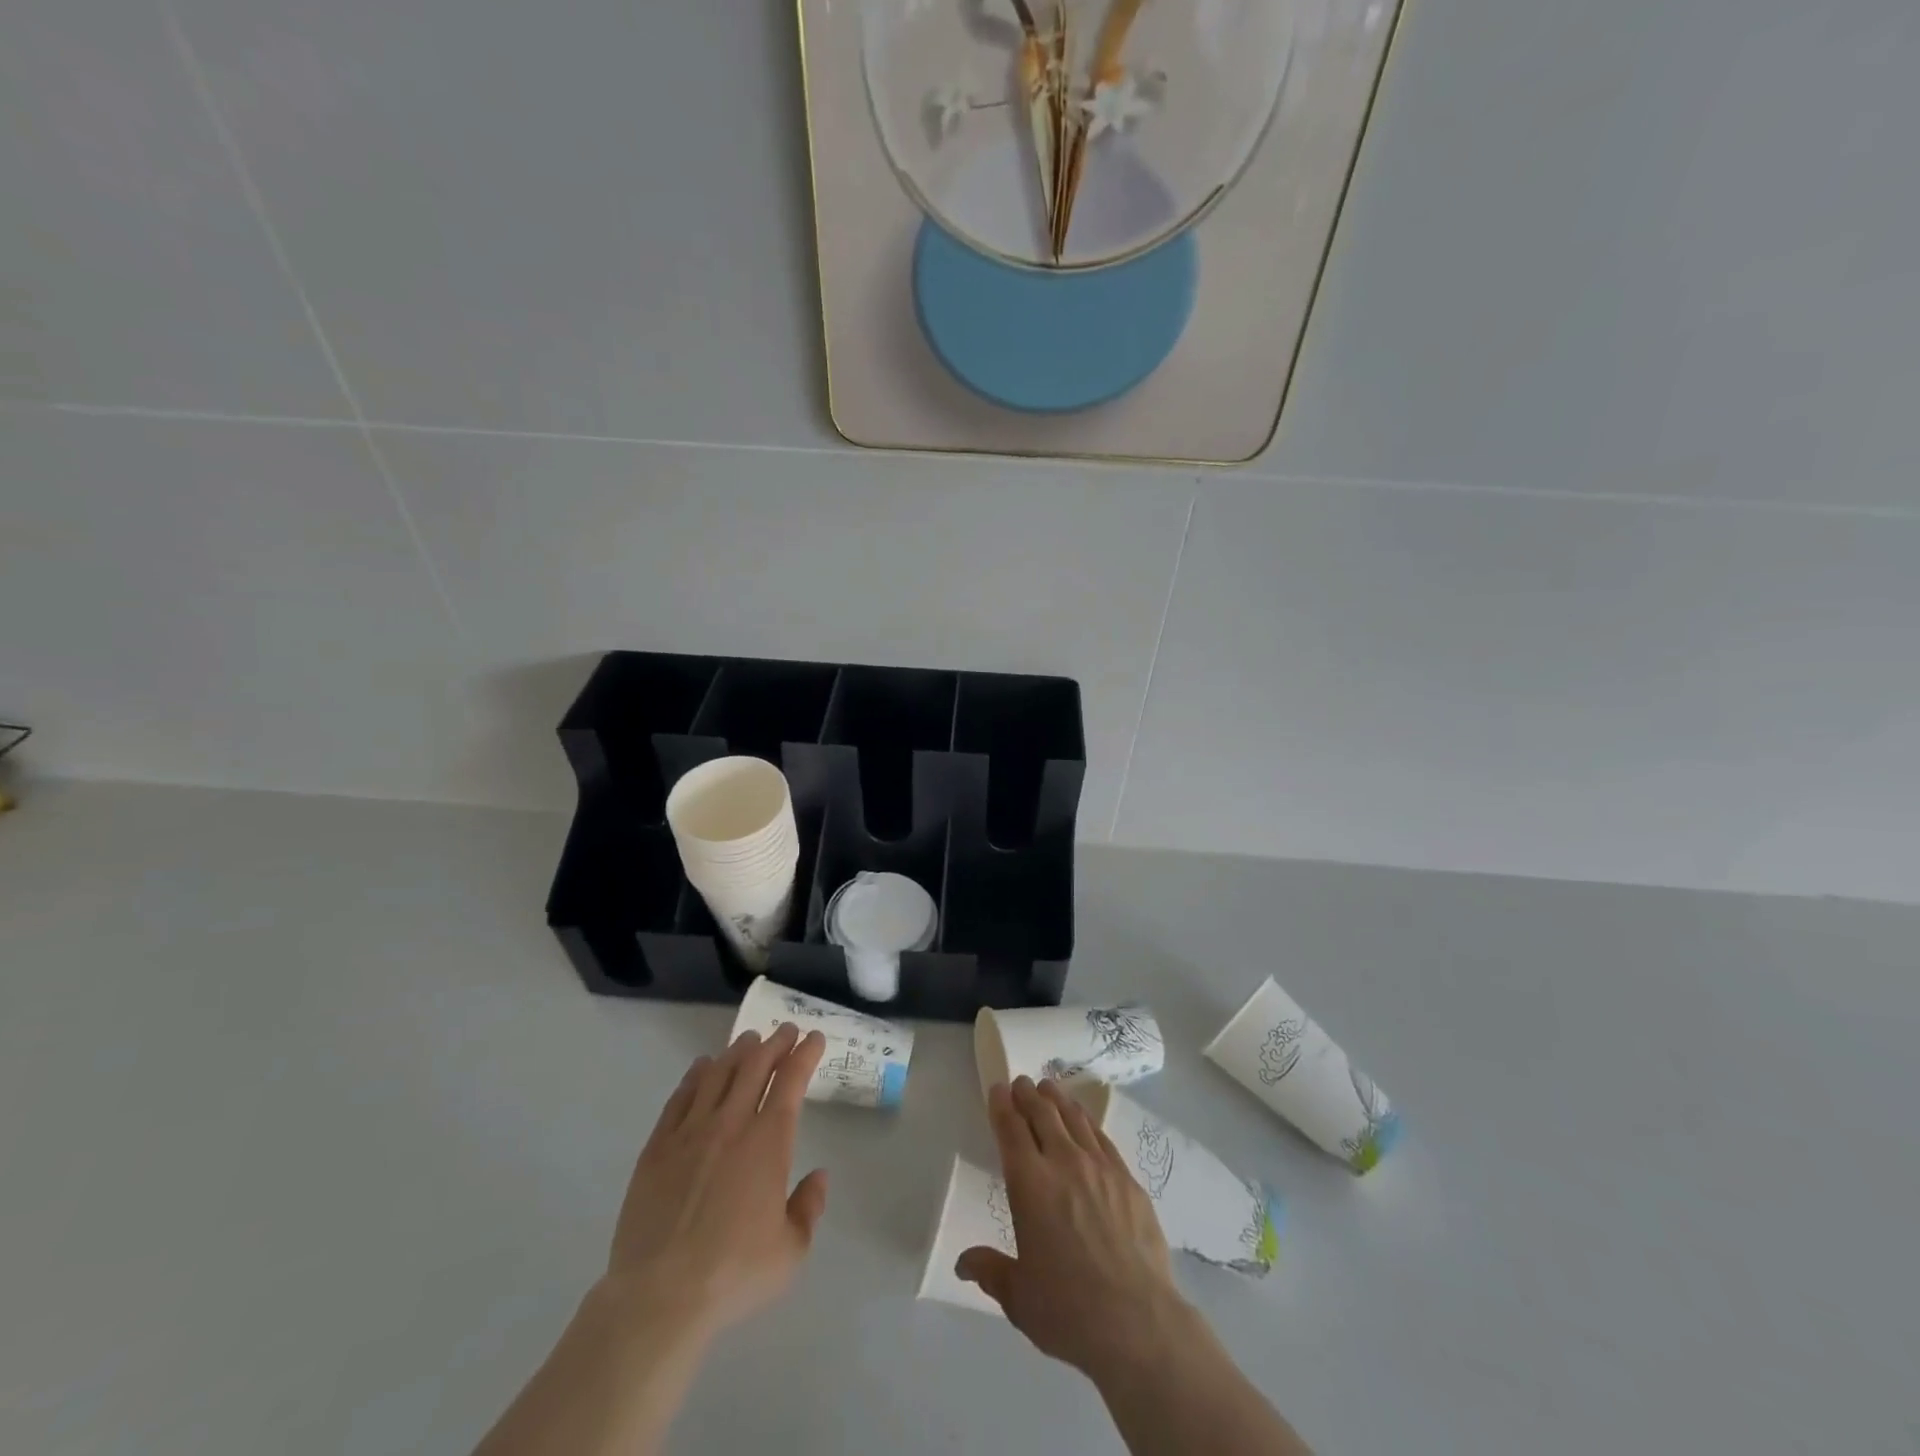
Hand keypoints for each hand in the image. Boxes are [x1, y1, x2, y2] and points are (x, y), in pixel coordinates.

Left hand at [601, 1021, 829, 1340]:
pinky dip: (695, 1075)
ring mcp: (690, 1132)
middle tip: (785, 1030)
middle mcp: (731, 1124)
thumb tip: (819, 1176)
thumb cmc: (733, 1273)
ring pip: (717, 1074)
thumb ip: (809, 1208)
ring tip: (748, 1040)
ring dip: (737, 1052)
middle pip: (755, 1066)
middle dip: (775, 1043)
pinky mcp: (657, 1148)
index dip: (805, 1054)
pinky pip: (680, 1098)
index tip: (814, 1038)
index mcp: (768, 1141)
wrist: (659, 1296)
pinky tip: (701, 1067)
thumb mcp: (790, 1251)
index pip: (791, 1081)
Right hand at [956, 1076, 1195, 1379]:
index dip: (1001, 1105)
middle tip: (1021, 1083)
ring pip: (1074, 1118)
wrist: (1137, 1322)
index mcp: (1029, 1184)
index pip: (1010, 1129)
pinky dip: (1087, 1121)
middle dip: (1028, 1094)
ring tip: (1049, 1088)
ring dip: (1057, 1099)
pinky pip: (1102, 1137)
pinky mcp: (1127, 1179)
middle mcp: (1063, 1163)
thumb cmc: (1068, 1310)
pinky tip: (1084, 1121)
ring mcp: (1100, 1167)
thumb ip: (990, 1271)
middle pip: (1042, 1114)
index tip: (997, 1089)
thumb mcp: (1018, 1297)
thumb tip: (963, 1263)